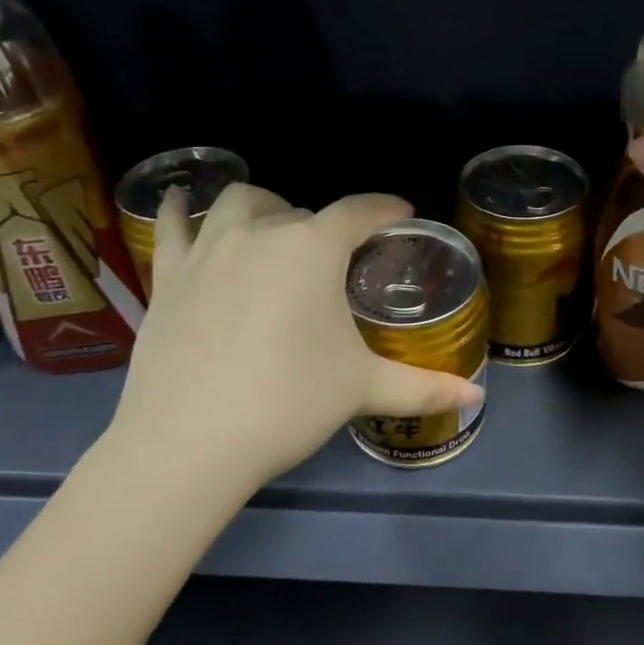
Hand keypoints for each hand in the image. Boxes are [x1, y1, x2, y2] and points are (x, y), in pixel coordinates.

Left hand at [106, 183, 484, 489]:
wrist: (189, 442)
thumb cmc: (288, 404)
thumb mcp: (362, 390)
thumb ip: (423, 388)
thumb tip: (475, 399)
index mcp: (313, 249)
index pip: (359, 211)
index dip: (385, 208)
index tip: (401, 212)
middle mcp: (260, 233)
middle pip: (300, 210)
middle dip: (324, 226)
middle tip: (336, 259)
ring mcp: (207, 250)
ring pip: (237, 203)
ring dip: (262, 207)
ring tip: (273, 228)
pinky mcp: (168, 275)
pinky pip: (172, 226)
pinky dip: (179, 210)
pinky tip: (180, 202)